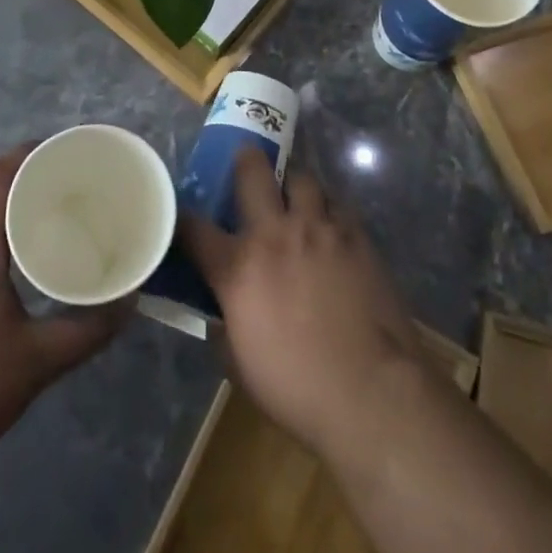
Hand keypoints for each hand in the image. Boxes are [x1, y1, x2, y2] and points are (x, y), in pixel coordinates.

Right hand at [181, 149, 426, 459]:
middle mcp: (275, 233)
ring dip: (293, 184)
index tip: (181, 215)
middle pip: (252, 171)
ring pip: (301, 178)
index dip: (183, 218)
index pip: (195, 229)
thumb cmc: (297, 388)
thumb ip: (225, 325)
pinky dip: (328, 208)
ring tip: (295, 197)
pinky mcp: (355, 235)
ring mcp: (318, 227)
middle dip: (244, 161)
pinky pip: (337, 204)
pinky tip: (329, 225)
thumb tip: (222, 311)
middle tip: (246, 164)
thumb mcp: (240, 365)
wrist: (370, 391)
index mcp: (238, 267)